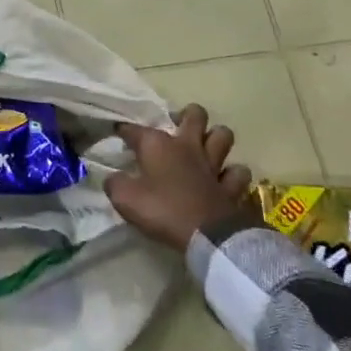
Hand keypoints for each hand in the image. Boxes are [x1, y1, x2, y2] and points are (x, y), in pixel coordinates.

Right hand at [106, 104, 252, 250]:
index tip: (118, 132)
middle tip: (177, 126)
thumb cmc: (162, 210)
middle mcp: (187, 146)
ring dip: (216, 138)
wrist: (207, 235)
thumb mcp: (125, 199)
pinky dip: (232, 174)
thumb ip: (115, 184)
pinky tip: (225, 179)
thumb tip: (113, 178)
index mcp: (158, 145)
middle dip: (187, 115)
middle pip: (195, 115)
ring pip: (223, 136)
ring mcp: (213, 164)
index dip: (125, 130)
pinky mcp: (232, 185)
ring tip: (206, 146)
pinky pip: (238, 172)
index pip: (136, 129)